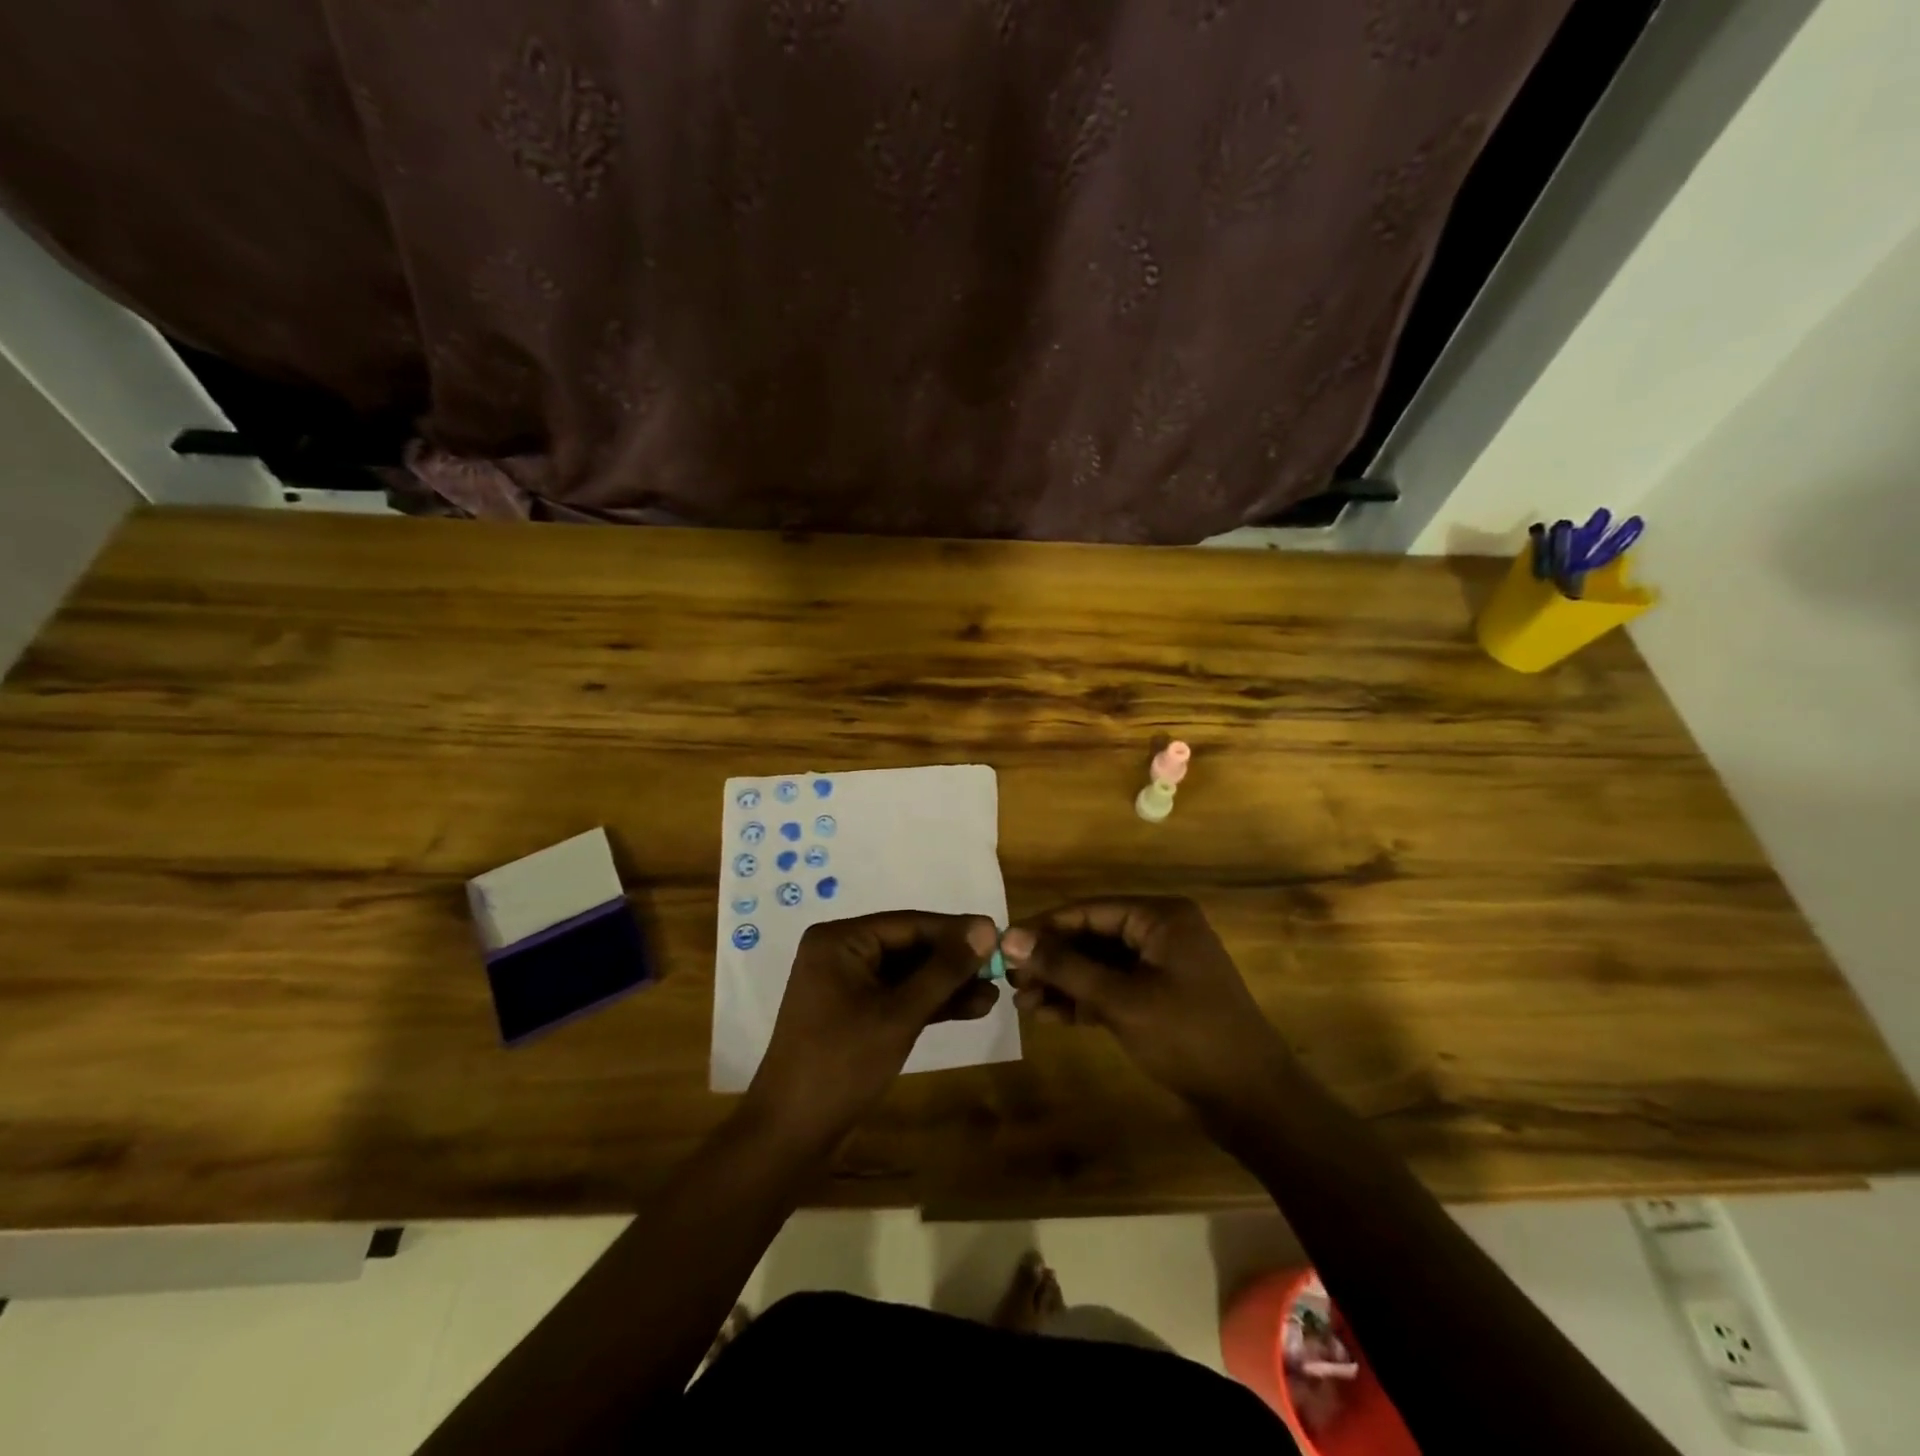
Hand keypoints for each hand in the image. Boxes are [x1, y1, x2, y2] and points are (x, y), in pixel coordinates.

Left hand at [746, 911, 1000, 1143]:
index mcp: (840, 940)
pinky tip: (971, 1009)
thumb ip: (944, 970)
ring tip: (994, 994)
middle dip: (954, 962)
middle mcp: (841, 953)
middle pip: (910, 947)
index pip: (909, 923)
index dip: (956, 930)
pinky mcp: (856, 1014)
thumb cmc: (842, 1063)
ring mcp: (847, 985)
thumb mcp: (900, 1014)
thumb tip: (985, 929)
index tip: (998, 935)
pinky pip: (899, 997)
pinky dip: (931, 1004)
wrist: (792, 1133)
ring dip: (948, 985)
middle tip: (1001, 968)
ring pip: (908, 975)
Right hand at [1000, 897, 1290, 1110]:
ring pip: (1100, 966)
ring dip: (1063, 983)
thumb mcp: (1120, 1000)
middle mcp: (1162, 933)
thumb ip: (1064, 966)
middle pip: (1093, 937)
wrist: (1252, 1101)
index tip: (1004, 945)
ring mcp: (1162, 967)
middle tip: (1010, 980)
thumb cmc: (1187, 1037)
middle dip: (1052, 960)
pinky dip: (1083, 1000)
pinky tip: (1050, 1015)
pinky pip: (1113, 989)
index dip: (1045, 927)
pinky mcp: (1160, 999)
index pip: (1089, 911)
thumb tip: (1010, 937)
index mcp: (1161, 918)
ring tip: (1022, 1003)